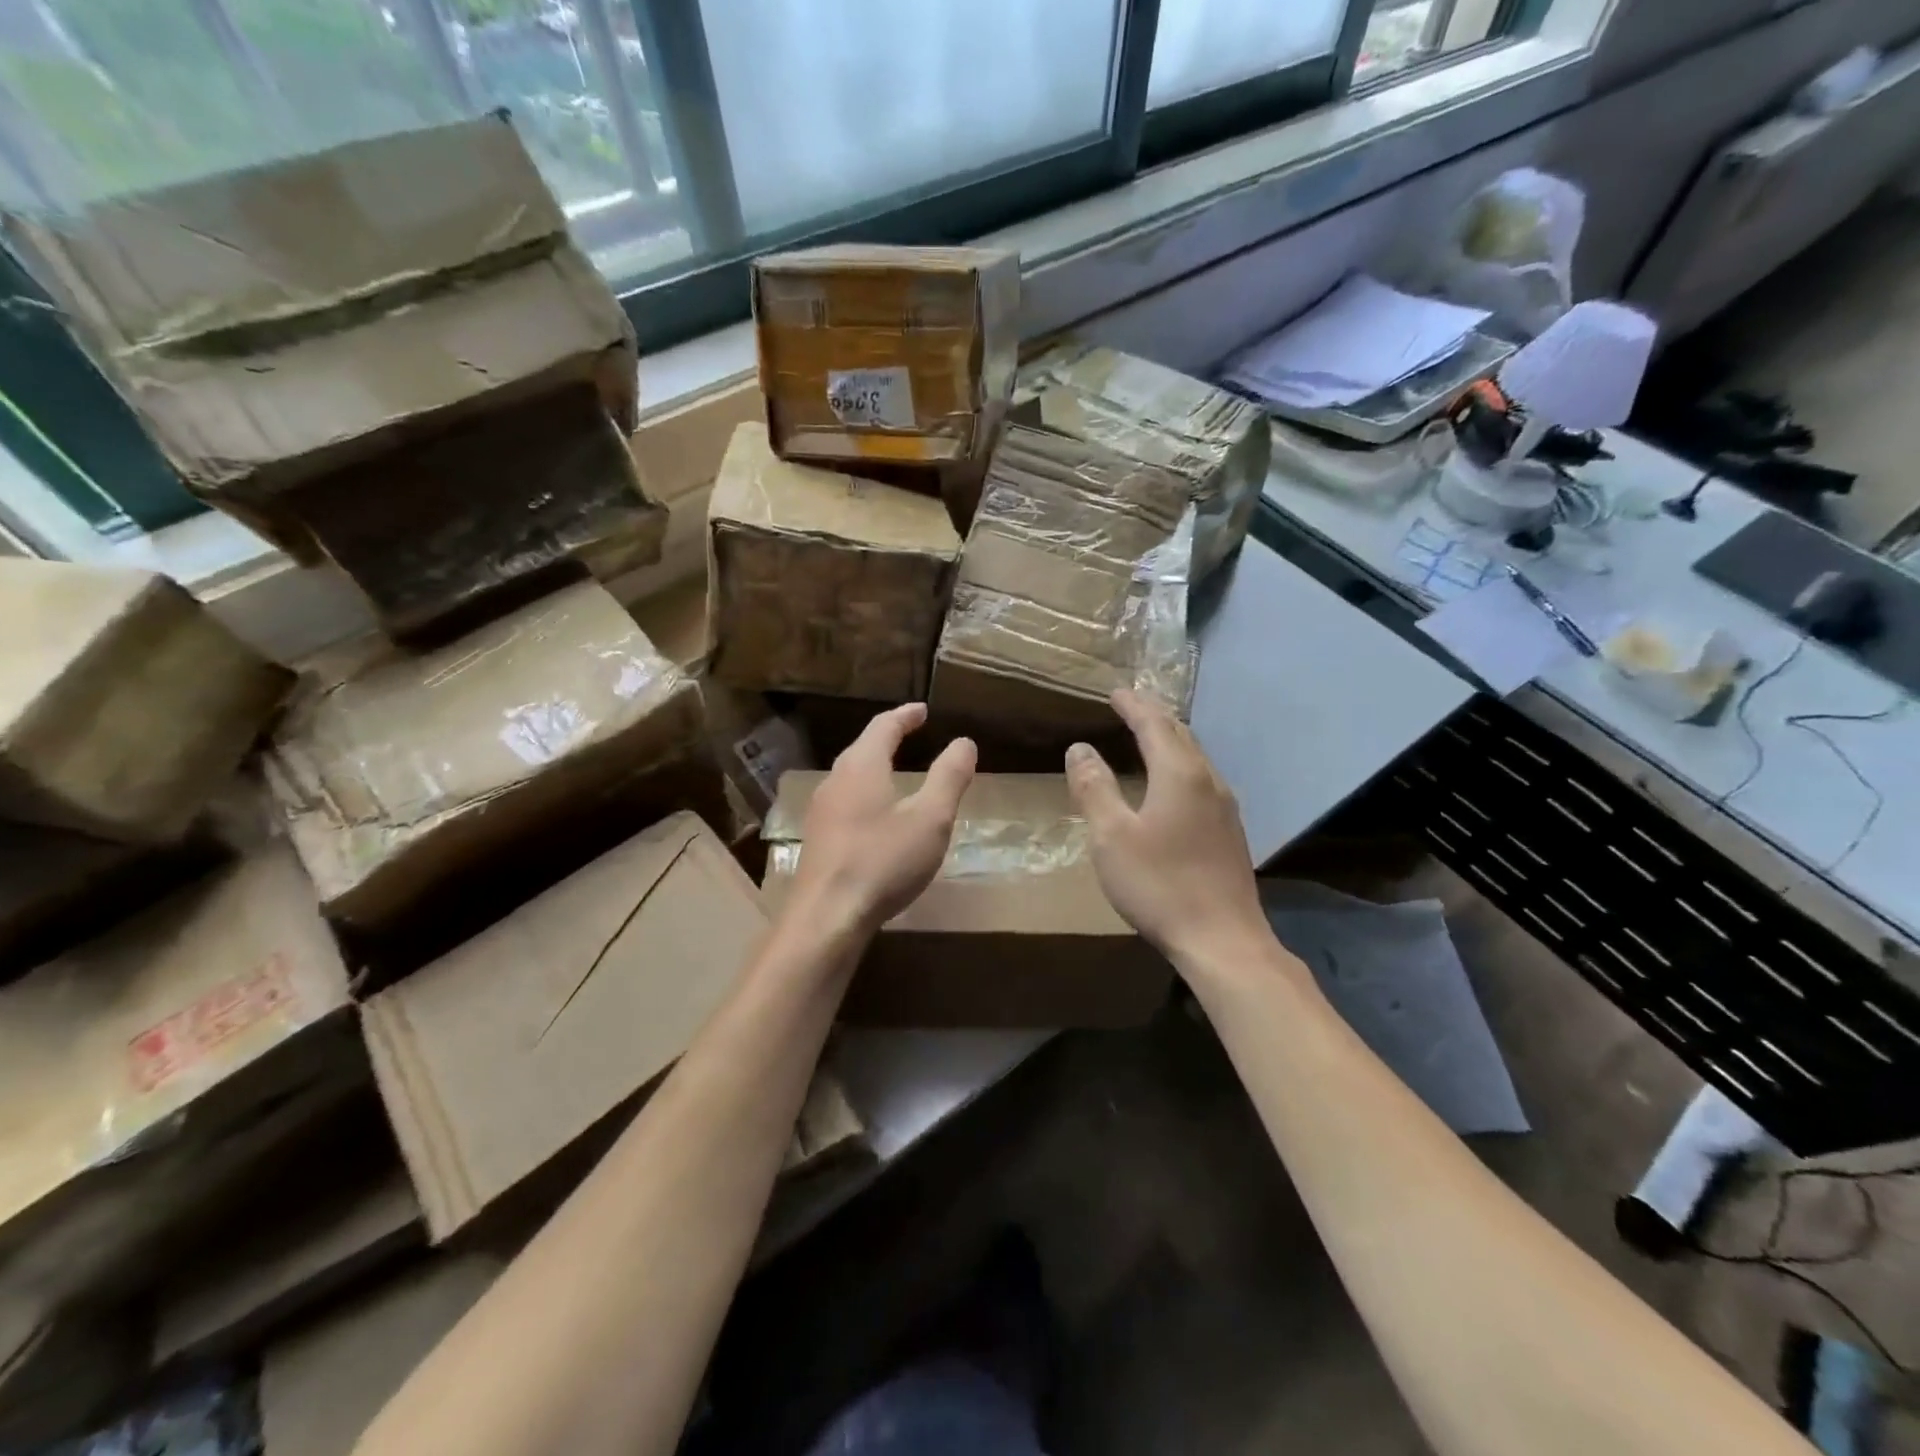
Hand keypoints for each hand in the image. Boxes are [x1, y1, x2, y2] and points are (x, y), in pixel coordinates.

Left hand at [787, 704, 976, 934]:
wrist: (827, 916)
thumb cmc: (883, 860)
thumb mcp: (930, 818)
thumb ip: (949, 777)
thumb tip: (964, 742)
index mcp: (861, 766)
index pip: (883, 726)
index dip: (905, 716)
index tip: (922, 710)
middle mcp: (835, 781)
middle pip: (862, 748)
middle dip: (888, 737)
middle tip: (911, 732)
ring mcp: (821, 812)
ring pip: (851, 776)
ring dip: (874, 766)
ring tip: (896, 770)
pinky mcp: (818, 840)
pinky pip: (845, 802)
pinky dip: (866, 794)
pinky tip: (876, 816)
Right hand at [1065, 689, 1263, 963]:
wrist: (1222, 940)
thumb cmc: (1159, 885)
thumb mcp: (1110, 836)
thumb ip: (1094, 788)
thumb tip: (1080, 748)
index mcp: (1179, 774)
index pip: (1154, 724)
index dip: (1133, 705)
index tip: (1115, 692)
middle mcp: (1208, 780)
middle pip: (1181, 735)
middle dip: (1154, 716)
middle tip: (1131, 706)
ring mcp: (1225, 807)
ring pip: (1196, 757)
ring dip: (1170, 740)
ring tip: (1149, 736)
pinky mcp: (1230, 832)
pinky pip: (1202, 780)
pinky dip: (1181, 765)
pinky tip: (1172, 784)